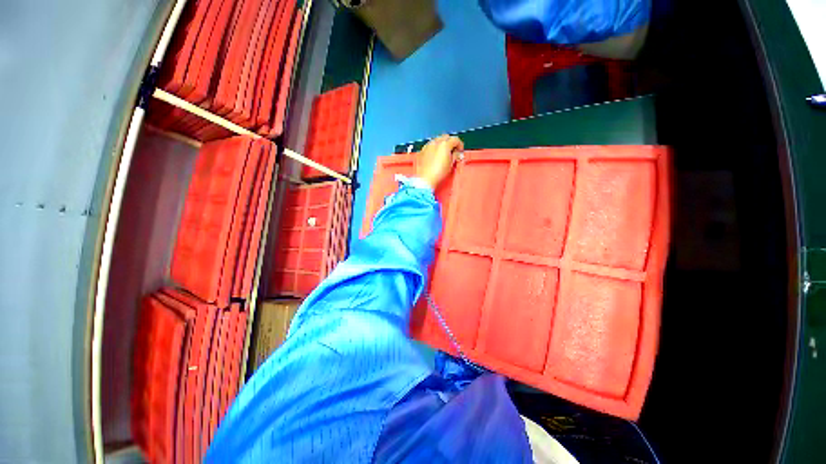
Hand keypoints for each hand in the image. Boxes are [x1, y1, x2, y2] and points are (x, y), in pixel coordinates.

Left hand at [416, 134, 463, 188]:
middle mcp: (436, 142)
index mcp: (445, 144)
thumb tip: (456, 153)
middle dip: (451, 142)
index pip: (456, 139)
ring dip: (442, 144)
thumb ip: (455, 156)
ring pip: (437, 140)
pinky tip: (435, 156)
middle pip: (446, 137)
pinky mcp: (422, 150)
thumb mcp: (451, 164)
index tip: (460, 151)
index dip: (460, 145)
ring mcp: (428, 145)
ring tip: (444, 153)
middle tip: (453, 151)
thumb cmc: (439, 173)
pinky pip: (430, 145)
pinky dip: (435, 148)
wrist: (425, 178)